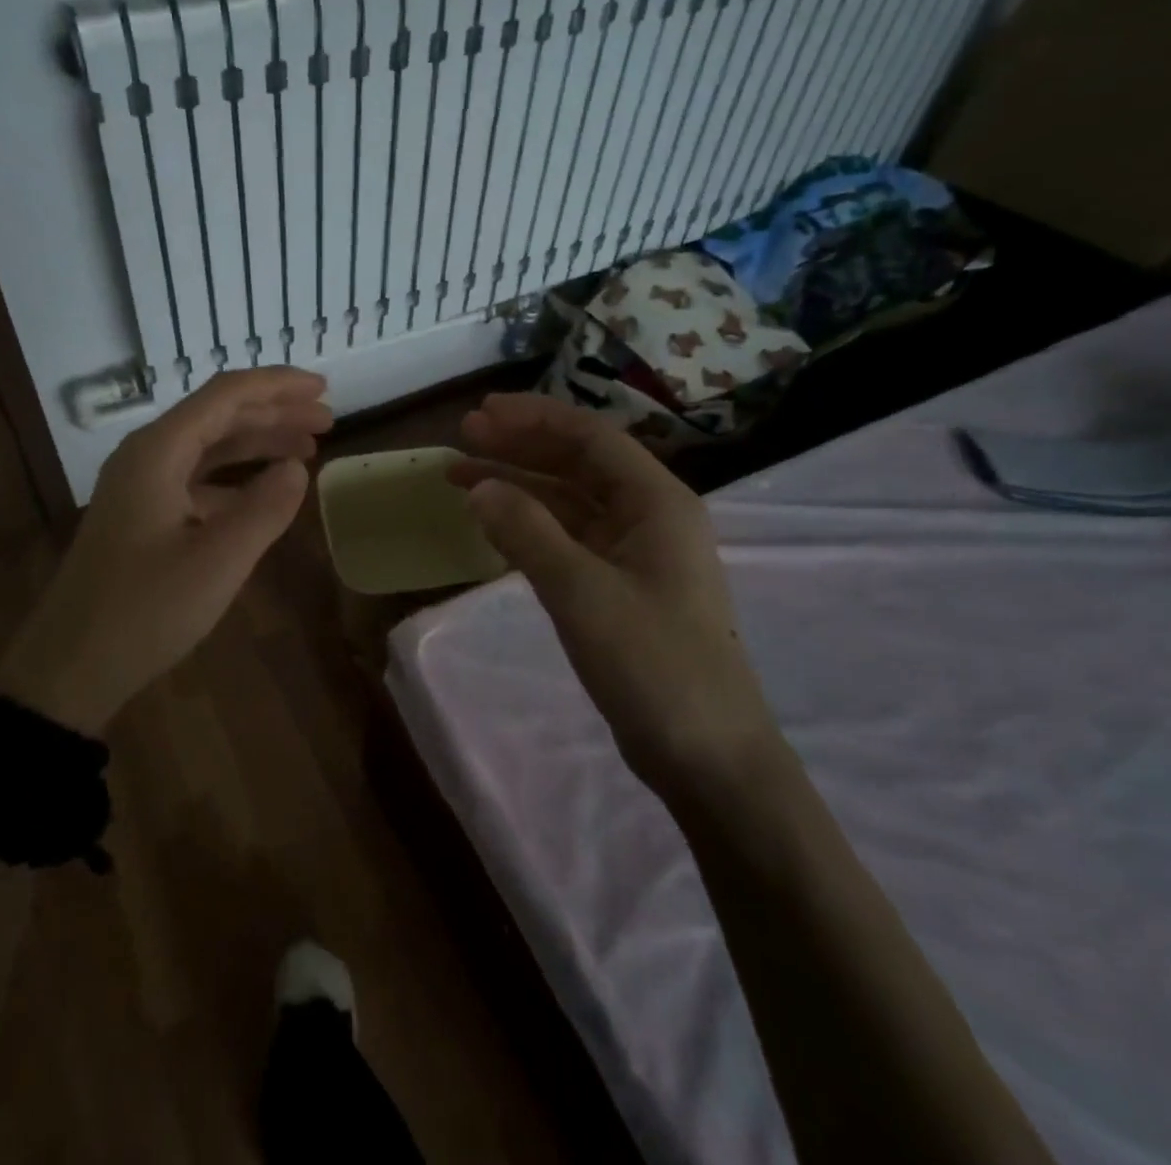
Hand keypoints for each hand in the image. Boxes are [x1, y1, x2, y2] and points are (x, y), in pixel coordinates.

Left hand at [0, 368, 331, 733]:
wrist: (69, 667)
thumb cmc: (144, 611)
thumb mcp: (218, 562)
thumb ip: (265, 509)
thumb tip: (297, 468)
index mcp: (158, 452)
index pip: (226, 396)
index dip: (279, 386)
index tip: (324, 389)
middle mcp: (146, 457)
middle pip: (218, 416)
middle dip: (274, 413)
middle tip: (326, 421)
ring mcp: (140, 487)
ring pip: (208, 448)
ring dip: (257, 444)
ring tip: (307, 451)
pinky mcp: (141, 516)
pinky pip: (196, 481)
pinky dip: (235, 481)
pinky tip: (264, 496)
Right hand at [450, 393, 779, 796]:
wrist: (708, 756)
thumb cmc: (653, 664)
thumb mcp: (582, 593)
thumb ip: (527, 533)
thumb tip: (478, 485)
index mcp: (657, 502)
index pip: (590, 438)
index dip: (533, 418)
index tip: (480, 413)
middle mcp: (649, 516)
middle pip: (578, 463)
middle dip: (520, 446)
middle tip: (463, 437)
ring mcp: (636, 554)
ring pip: (570, 501)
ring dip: (519, 485)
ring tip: (462, 476)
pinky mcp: (620, 587)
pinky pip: (569, 538)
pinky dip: (531, 525)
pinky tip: (496, 523)